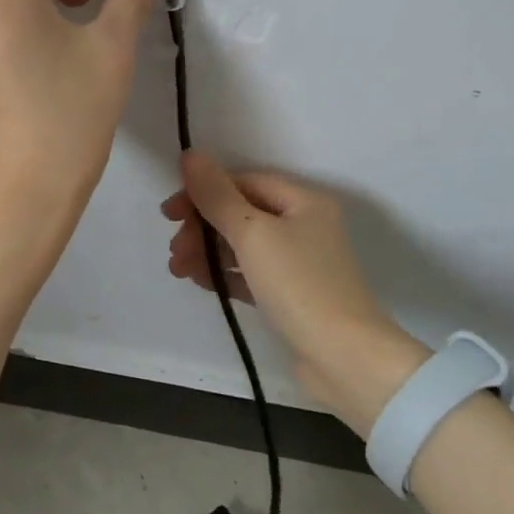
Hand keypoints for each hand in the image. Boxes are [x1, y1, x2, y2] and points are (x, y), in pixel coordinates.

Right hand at [163, 151, 430, 436]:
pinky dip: (224, 273)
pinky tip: (200, 282)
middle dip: (202, 227)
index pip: (243, 182)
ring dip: (207, 251)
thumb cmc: (299, 285)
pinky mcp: (292, 295)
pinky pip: (250, 273)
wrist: (344, 358)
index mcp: (303, 201)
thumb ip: (217, 195)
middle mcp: (304, 225)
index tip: (169, 213)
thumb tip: (190, 155)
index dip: (204, 192)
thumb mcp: (252, 233)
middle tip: (174, 250)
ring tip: (178, 269)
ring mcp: (299, 263)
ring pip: (242, 245)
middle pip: (241, 213)